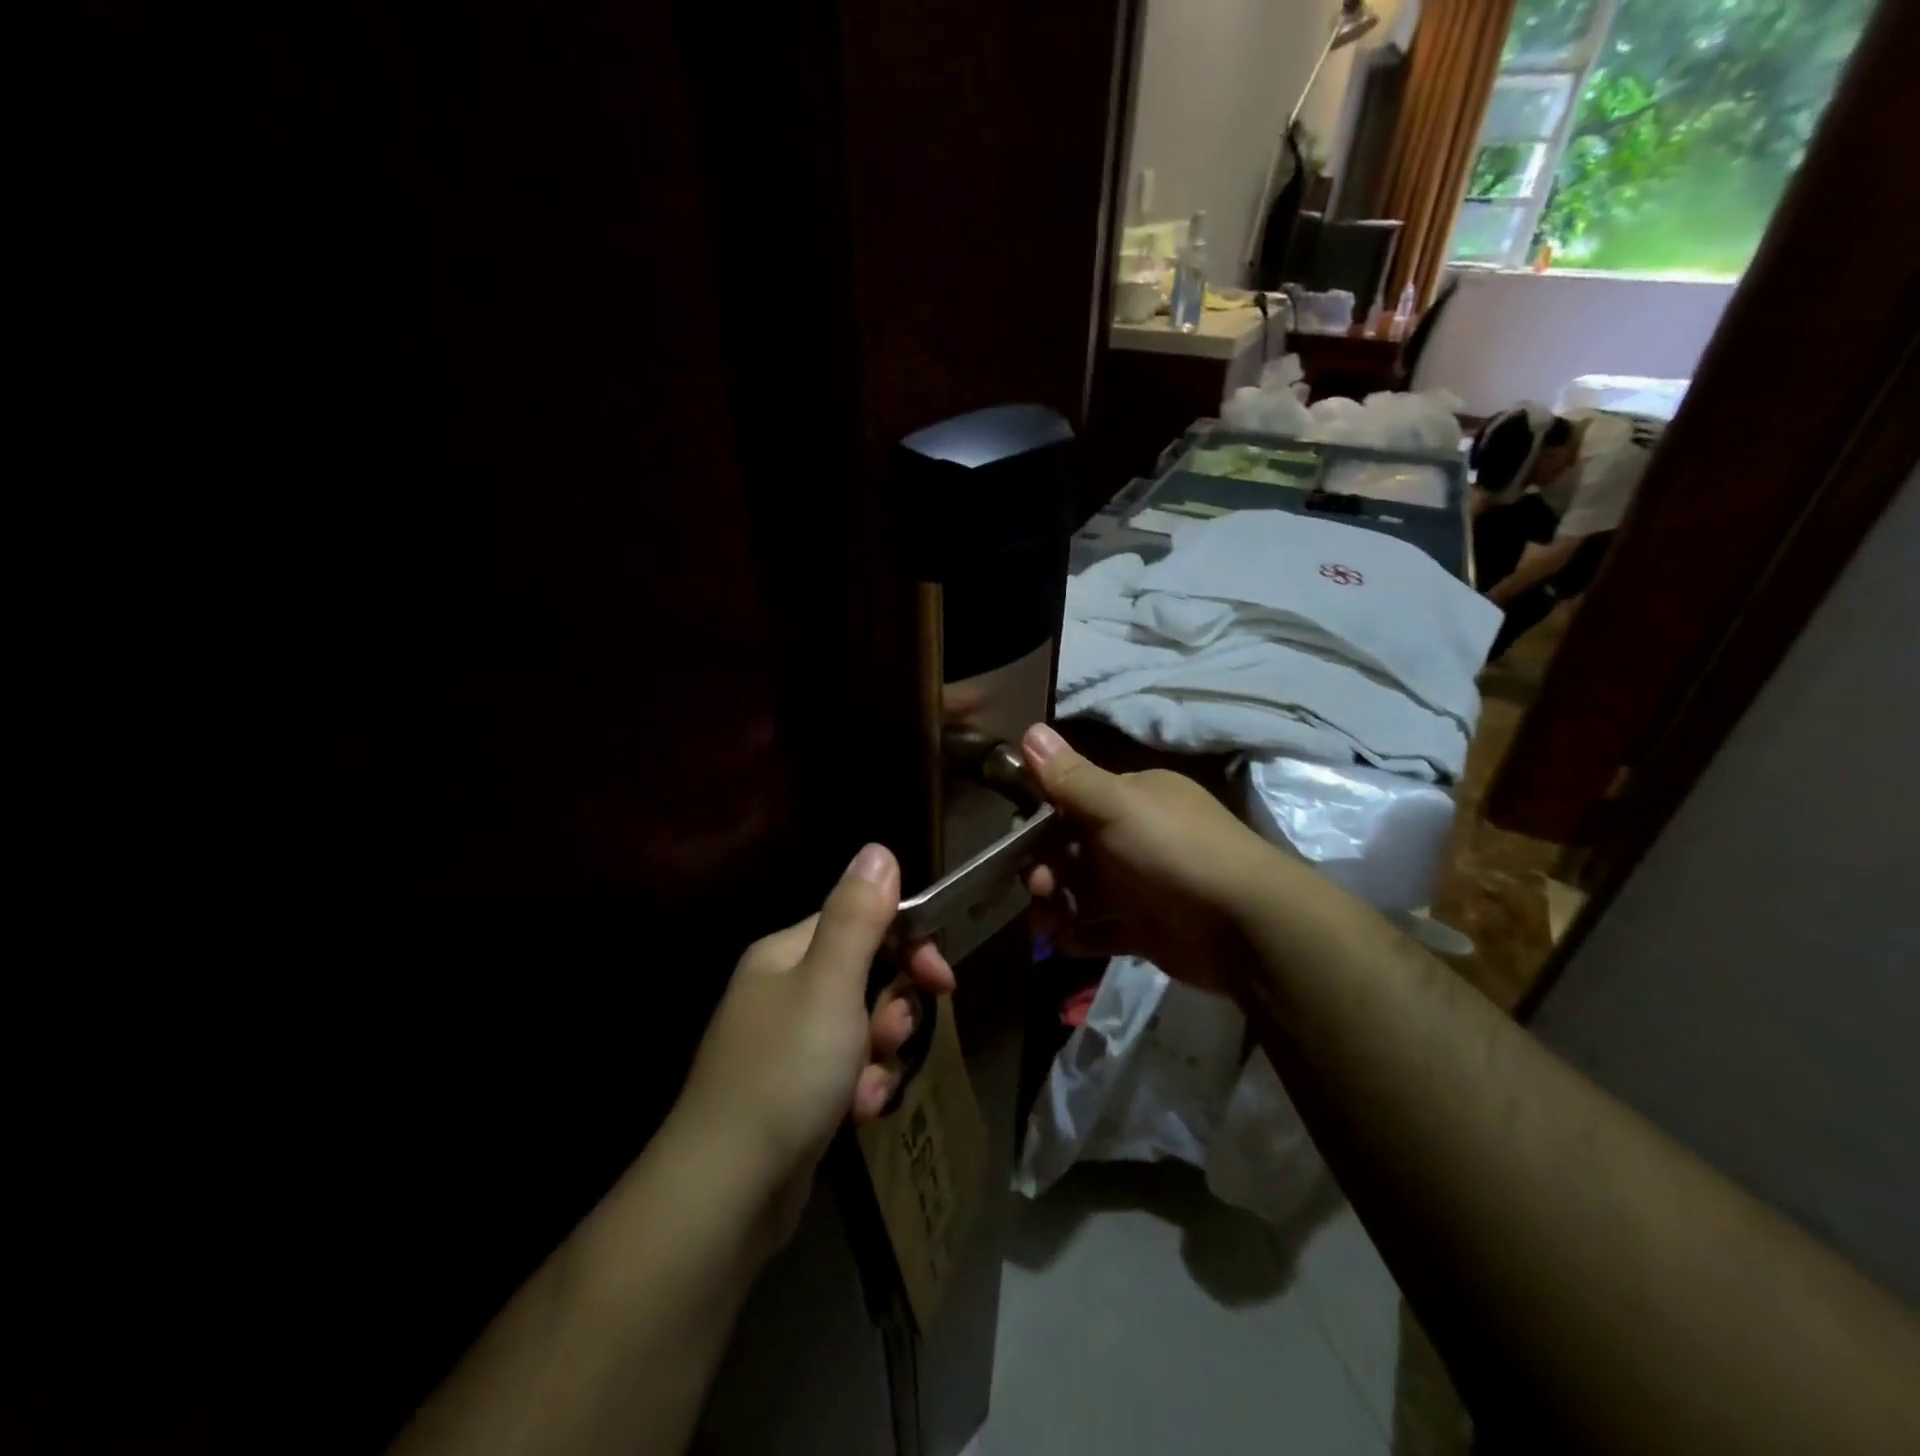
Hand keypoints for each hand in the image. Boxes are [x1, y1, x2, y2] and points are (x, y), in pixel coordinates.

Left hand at [676, 844, 953, 1234]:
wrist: (725, 1191)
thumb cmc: (786, 1071)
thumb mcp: (830, 984)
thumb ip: (857, 915)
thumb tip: (878, 849)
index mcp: (784, 955)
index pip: (858, 922)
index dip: (905, 943)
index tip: (940, 978)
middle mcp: (780, 991)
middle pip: (862, 976)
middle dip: (892, 1006)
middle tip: (900, 1032)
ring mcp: (784, 1045)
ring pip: (859, 1027)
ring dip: (880, 1052)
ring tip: (873, 1084)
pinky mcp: (792, 1093)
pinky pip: (844, 1072)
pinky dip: (861, 1088)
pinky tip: (860, 1113)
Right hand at [1020, 723, 1284, 996]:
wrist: (1245, 925)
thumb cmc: (1173, 850)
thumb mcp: (1117, 805)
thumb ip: (1070, 776)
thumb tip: (1029, 729)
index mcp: (1132, 799)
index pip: (1073, 800)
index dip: (1040, 817)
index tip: (1015, 838)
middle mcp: (1134, 837)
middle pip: (1072, 848)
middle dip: (1044, 866)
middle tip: (1037, 887)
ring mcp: (1141, 885)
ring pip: (1081, 890)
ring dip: (1055, 904)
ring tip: (1044, 924)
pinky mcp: (1145, 929)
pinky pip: (1100, 929)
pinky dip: (1077, 935)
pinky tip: (1060, 942)